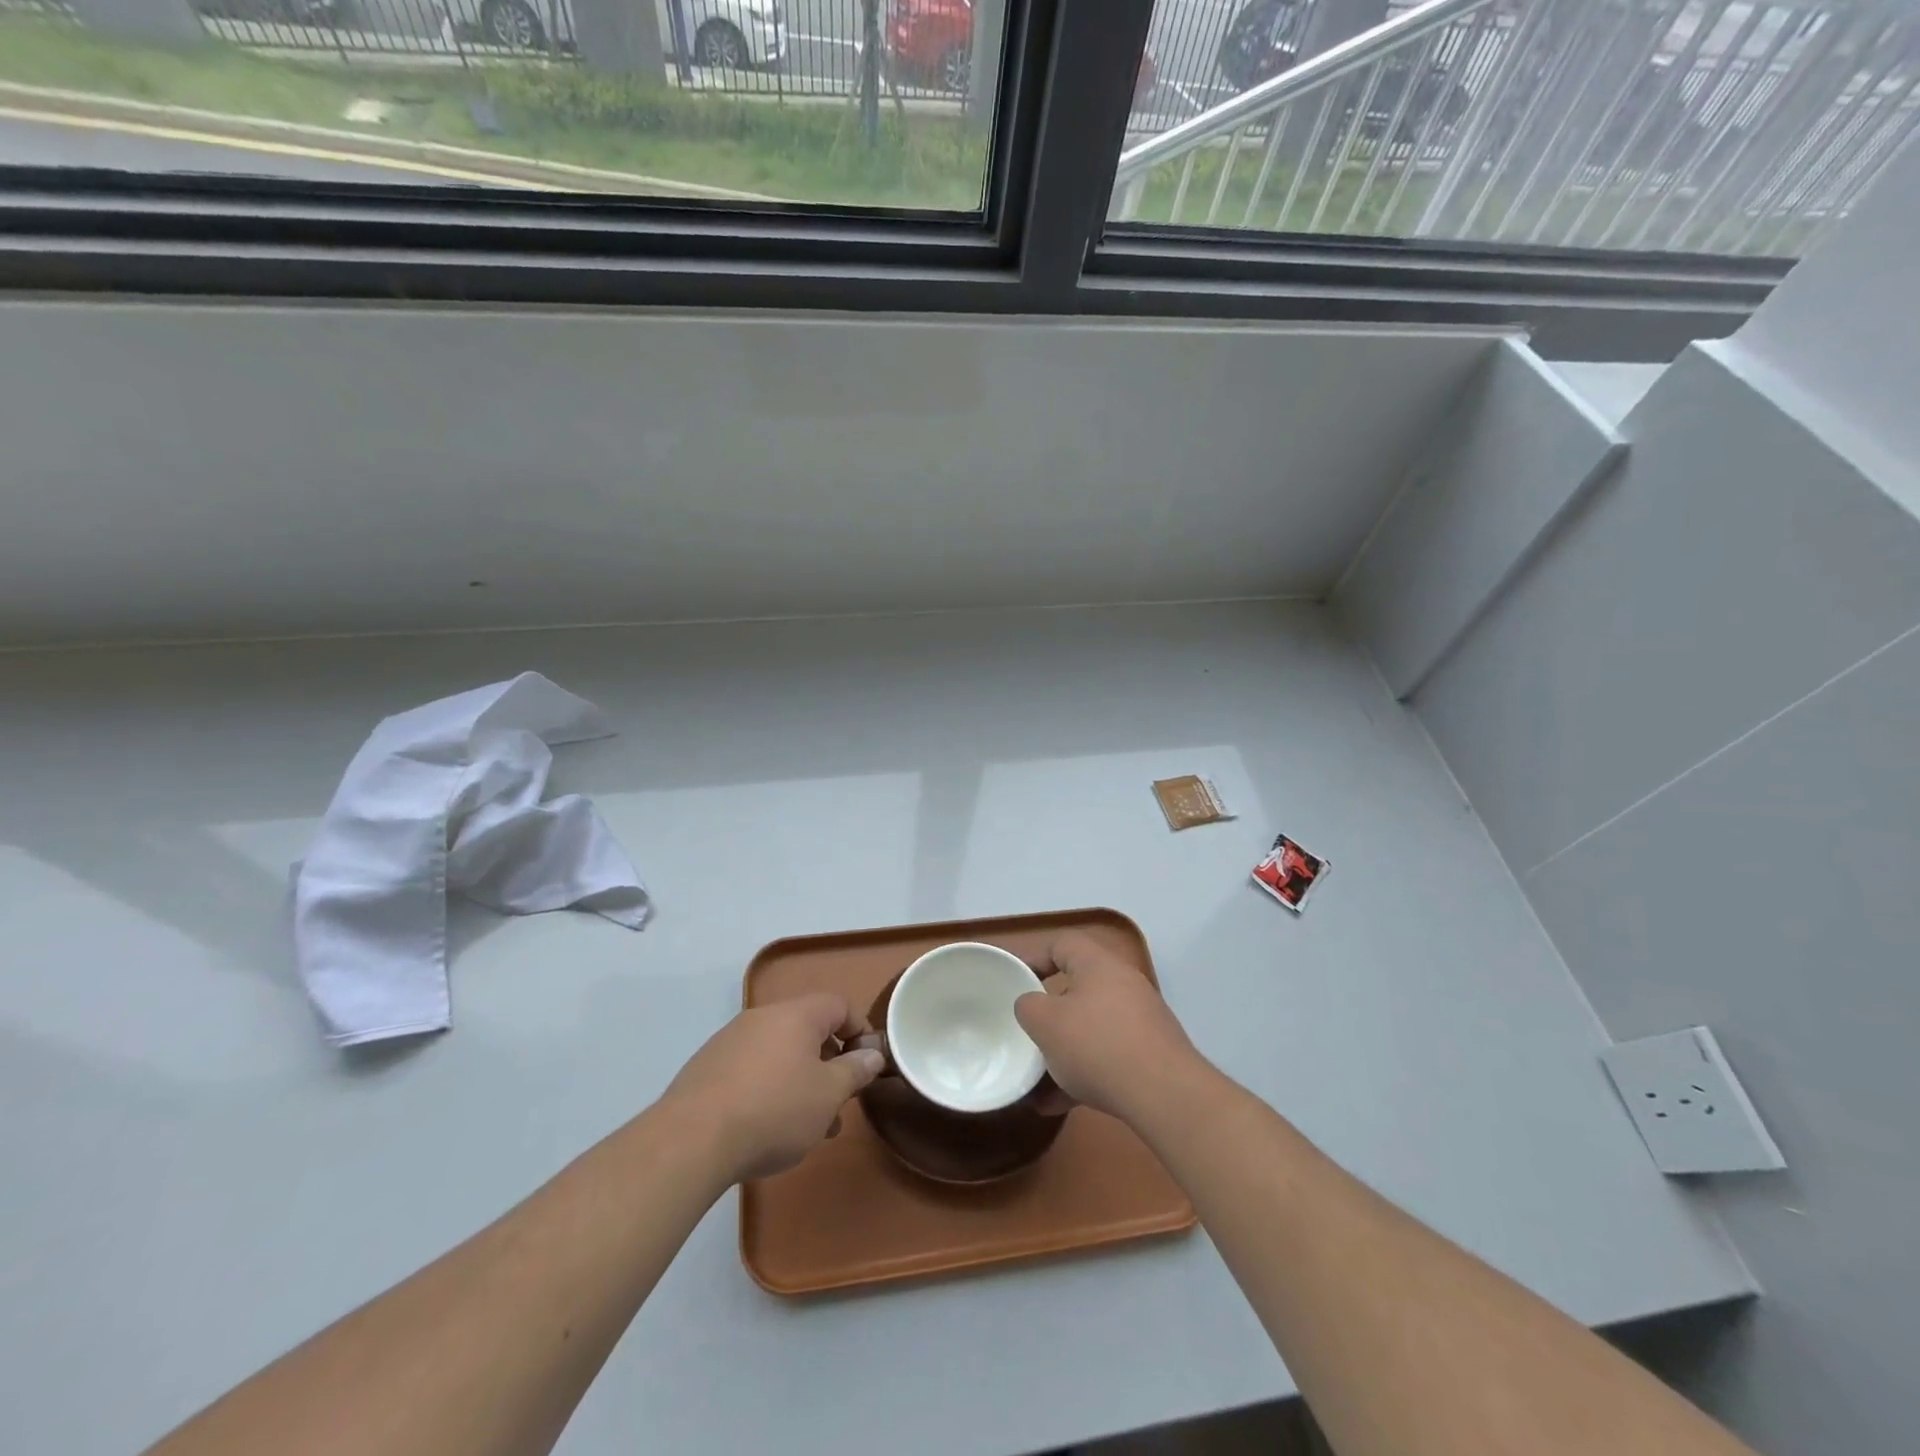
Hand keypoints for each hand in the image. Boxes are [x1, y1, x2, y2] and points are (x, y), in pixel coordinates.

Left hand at [662, 993, 885, 1183]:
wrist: (691, 1140)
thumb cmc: (774, 1111)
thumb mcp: (828, 1095)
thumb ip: (855, 1070)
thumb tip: (872, 1054)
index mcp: (797, 1014)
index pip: (839, 1005)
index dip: (859, 1030)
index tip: (866, 1065)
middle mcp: (763, 1016)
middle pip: (808, 1030)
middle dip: (828, 1064)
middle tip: (838, 1102)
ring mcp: (730, 1040)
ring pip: (779, 1053)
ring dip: (800, 1081)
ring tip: (807, 1127)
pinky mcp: (707, 1067)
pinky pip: (751, 1069)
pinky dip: (768, 1089)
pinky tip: (767, 1128)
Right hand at [1015, 932, 1206, 1125]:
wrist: (1165, 1095)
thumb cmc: (1097, 1046)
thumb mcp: (1045, 1023)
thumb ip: (1028, 1006)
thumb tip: (1032, 1005)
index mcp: (1098, 965)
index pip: (1062, 944)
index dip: (1036, 958)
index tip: (1017, 982)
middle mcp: (1124, 984)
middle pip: (1078, 988)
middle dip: (1051, 1013)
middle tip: (1030, 1032)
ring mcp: (1142, 1020)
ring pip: (1092, 1027)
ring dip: (1065, 1051)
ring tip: (1038, 1080)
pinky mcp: (1153, 1054)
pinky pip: (1109, 1056)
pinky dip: (1084, 1074)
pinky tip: (1058, 1105)